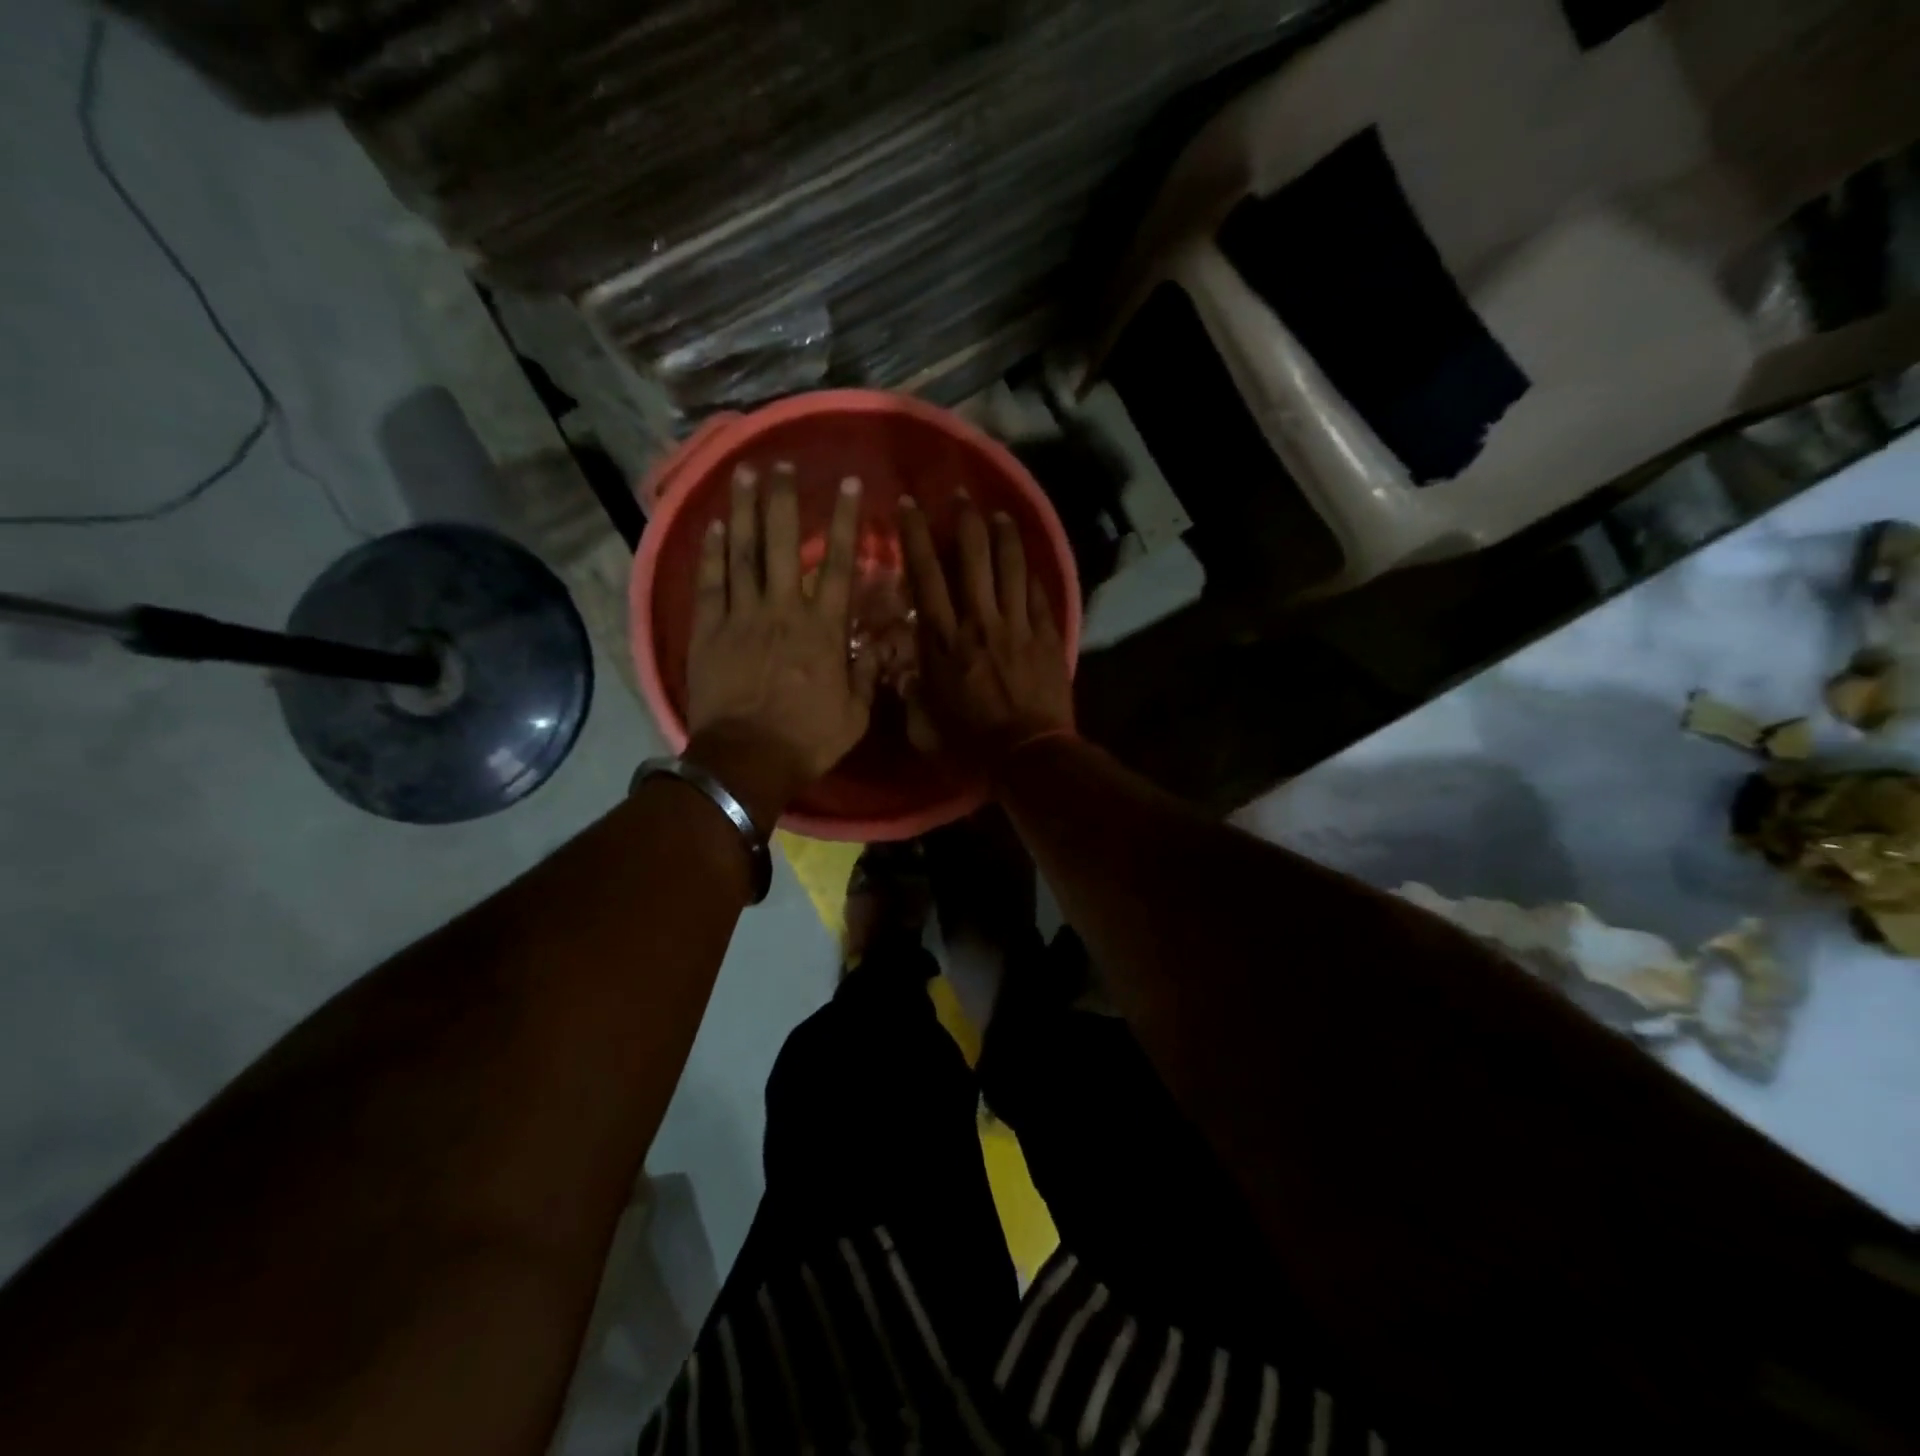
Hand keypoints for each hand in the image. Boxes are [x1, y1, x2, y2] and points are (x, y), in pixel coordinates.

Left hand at [685, 464, 877, 821]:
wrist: (746, 760)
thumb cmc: (807, 740)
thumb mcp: (856, 715)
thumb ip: (867, 675)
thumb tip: (879, 645)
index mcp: (823, 629)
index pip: (838, 564)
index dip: (845, 521)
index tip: (849, 485)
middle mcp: (782, 610)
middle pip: (783, 543)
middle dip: (784, 500)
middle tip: (783, 463)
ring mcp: (741, 617)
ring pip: (743, 552)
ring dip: (745, 510)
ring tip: (745, 473)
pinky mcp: (708, 630)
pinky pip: (710, 582)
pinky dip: (712, 551)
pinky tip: (715, 524)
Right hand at [898, 494, 1073, 767]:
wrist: (1028, 756)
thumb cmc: (970, 745)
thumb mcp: (924, 724)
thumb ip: (911, 692)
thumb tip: (904, 672)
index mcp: (942, 642)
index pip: (926, 577)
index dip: (916, 537)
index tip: (910, 506)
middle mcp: (977, 622)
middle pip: (971, 557)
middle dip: (964, 520)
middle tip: (961, 494)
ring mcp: (1015, 626)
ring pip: (1009, 566)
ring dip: (1003, 534)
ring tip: (999, 513)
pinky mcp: (1045, 636)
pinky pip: (1037, 593)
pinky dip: (1030, 572)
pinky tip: (1027, 559)